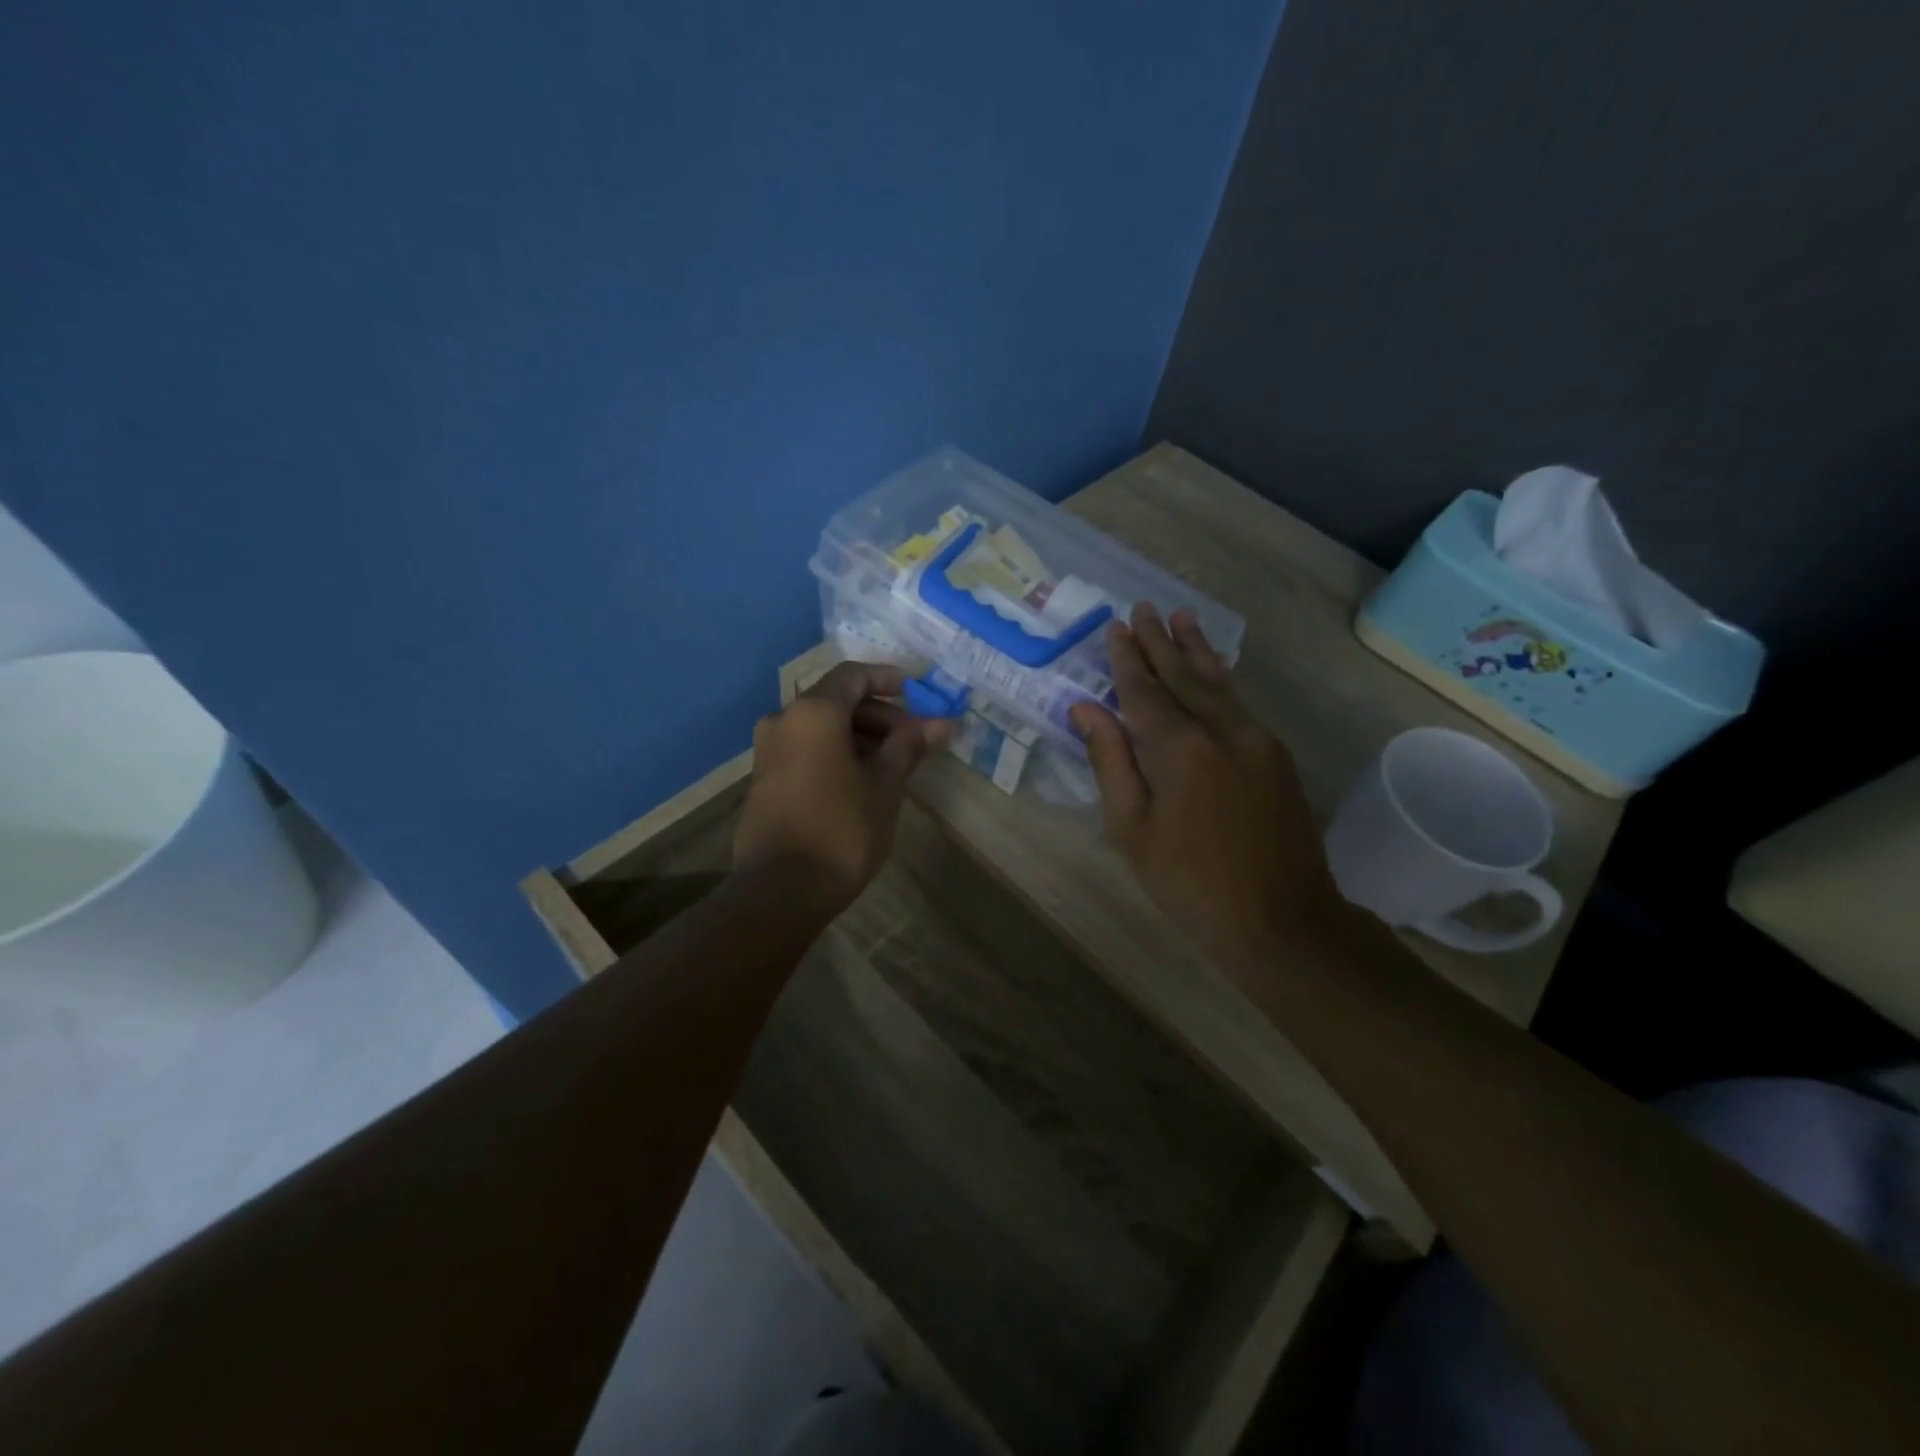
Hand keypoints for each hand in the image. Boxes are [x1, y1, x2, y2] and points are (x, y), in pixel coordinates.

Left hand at [734, 662, 951, 910]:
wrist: (780, 890)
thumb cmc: (842, 831)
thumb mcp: (885, 786)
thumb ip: (909, 746)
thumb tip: (942, 723)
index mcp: (813, 713)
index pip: (853, 675)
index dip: (887, 678)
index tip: (916, 693)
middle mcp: (784, 721)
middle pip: (836, 701)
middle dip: (879, 715)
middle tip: (913, 739)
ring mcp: (768, 750)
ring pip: (820, 727)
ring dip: (858, 735)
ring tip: (892, 763)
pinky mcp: (763, 779)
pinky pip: (805, 748)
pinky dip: (834, 752)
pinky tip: (861, 780)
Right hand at [1069, 605, 1345, 965]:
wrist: (1281, 919)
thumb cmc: (1189, 882)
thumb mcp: (1132, 829)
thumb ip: (1110, 761)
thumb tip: (1085, 707)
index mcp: (1179, 749)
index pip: (1144, 690)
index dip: (1125, 659)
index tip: (1115, 627)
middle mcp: (1222, 730)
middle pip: (1184, 675)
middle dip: (1159, 642)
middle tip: (1143, 608)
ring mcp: (1257, 739)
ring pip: (1219, 682)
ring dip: (1196, 649)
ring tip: (1181, 618)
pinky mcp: (1277, 754)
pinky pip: (1239, 703)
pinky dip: (1220, 678)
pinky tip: (1213, 667)